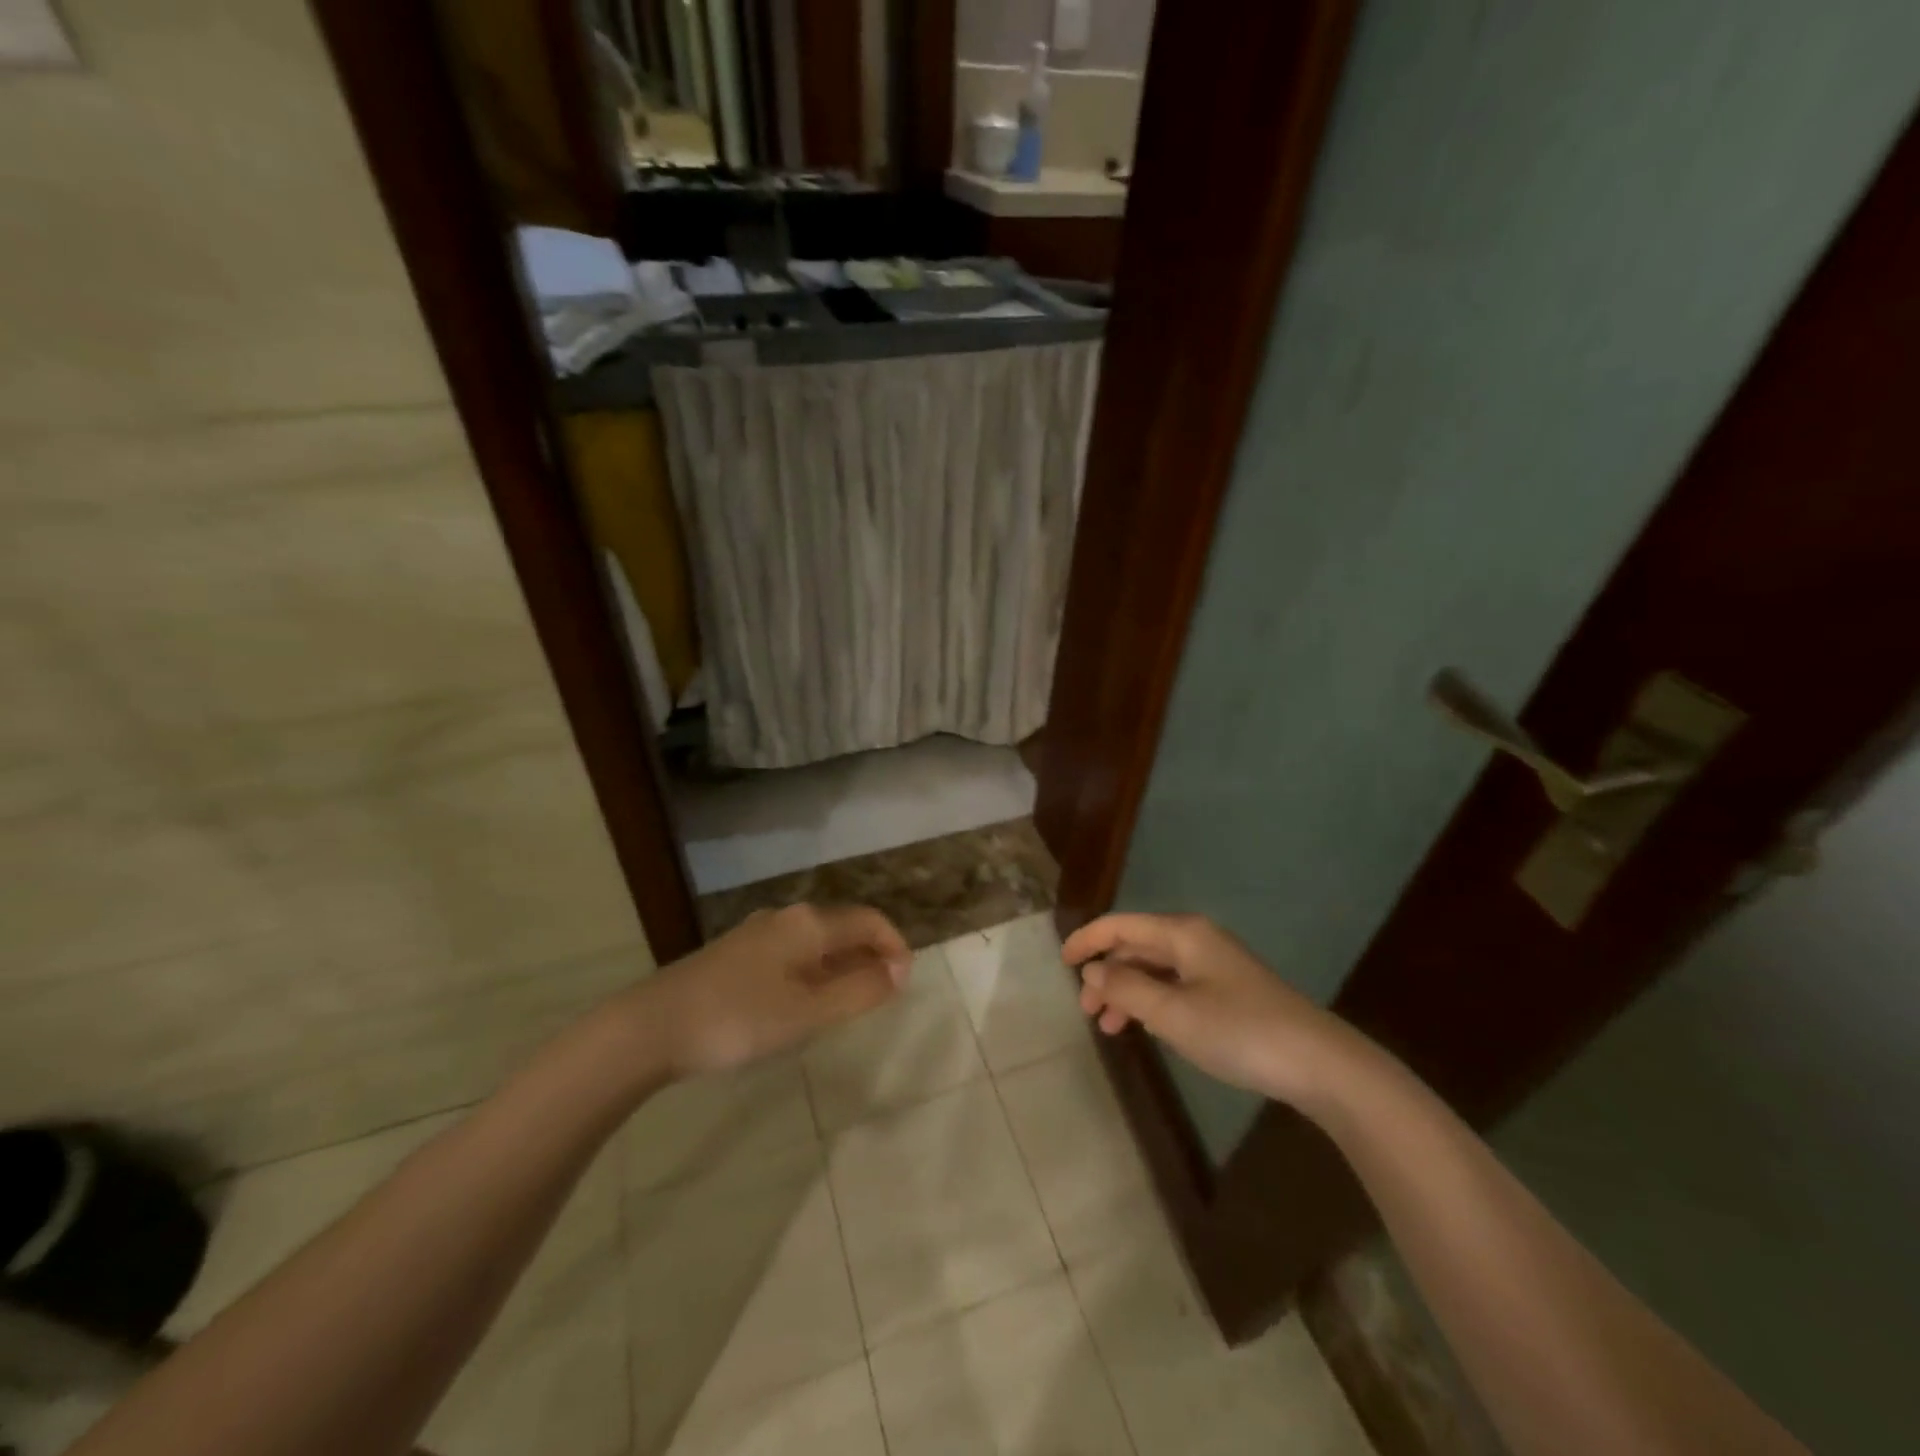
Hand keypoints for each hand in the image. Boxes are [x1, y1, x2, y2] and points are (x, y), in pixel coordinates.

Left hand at [636, 904, 910, 1078]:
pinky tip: (802, 1002)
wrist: (652, 1026)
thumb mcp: (808, 1012)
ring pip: (816, 940)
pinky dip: (814, 970)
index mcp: (809, 924)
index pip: (869, 921)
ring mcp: (758, 933)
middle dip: (870, 955)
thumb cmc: (739, 1019)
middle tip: (882, 995)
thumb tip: (900, 970)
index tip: (905, 982)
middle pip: (843, 926)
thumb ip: (859, 991)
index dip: (894, 945)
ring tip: (848, 1002)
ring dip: (842, 964)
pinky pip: (793, 952)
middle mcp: (786, 917)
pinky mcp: (737, 953)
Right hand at [1065, 912, 1368, 1111]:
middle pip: (1137, 945)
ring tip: (1109, 1027)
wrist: (1318, 1063)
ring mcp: (1215, 965)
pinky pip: (1176, 985)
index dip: (1087, 940)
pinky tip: (1148, 1027)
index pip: (1121, 925)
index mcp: (1182, 934)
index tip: (1061, 963)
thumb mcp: (1173, 1014)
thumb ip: (1126, 990)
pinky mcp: (1229, 990)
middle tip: (1086, 1009)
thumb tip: (1092, 972)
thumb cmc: (1239, 1031)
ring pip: (1156, 969)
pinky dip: (1153, 1002)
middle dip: (1107, 973)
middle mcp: (1196, 940)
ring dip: (1128, 992)